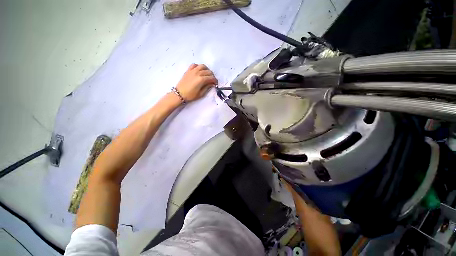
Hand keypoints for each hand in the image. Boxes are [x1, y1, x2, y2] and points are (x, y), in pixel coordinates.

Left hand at [176, 64, 217, 101]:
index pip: (211, 78)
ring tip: (207, 74)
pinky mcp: (188, 70)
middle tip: (212, 80)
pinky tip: (199, 70)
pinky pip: (194, 65)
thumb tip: (212, 84)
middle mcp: (197, 73)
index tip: (216, 83)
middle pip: (208, 71)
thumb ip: (207, 87)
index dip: (215, 80)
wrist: (179, 94)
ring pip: (202, 66)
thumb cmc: (191, 95)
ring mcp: (192, 70)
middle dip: (212, 76)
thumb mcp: (201, 93)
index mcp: (201, 80)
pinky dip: (198, 66)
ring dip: (206, 69)